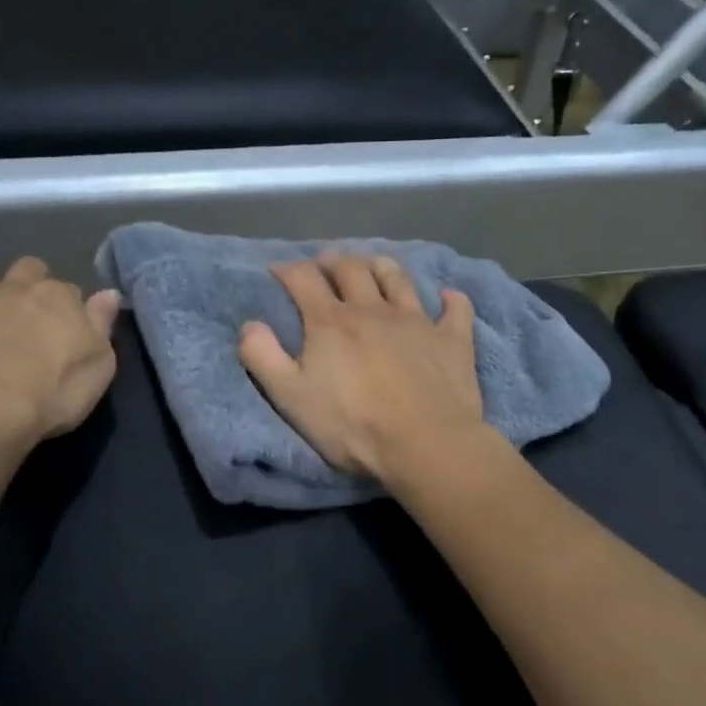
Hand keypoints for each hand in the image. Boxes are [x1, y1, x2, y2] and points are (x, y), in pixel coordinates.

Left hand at [0, 257, 120, 447]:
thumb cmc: (51, 391)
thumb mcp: (98, 366)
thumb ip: (101, 325)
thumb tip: (108, 293)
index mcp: (56, 297)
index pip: (69, 289)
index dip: (70, 307)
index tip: (70, 329)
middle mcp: (12, 290)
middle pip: (25, 270)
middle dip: (29, 284)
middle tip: (32, 317)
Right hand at [239, 254, 486, 481]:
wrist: (425, 444)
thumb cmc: (352, 425)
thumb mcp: (291, 398)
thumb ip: (263, 357)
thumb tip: (249, 325)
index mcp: (331, 322)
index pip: (303, 279)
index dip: (288, 270)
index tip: (278, 272)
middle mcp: (373, 310)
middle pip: (351, 270)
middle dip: (333, 261)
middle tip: (325, 265)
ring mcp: (417, 321)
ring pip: (398, 278)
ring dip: (381, 266)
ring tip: (373, 266)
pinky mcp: (452, 340)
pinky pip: (455, 309)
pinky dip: (450, 299)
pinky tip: (447, 296)